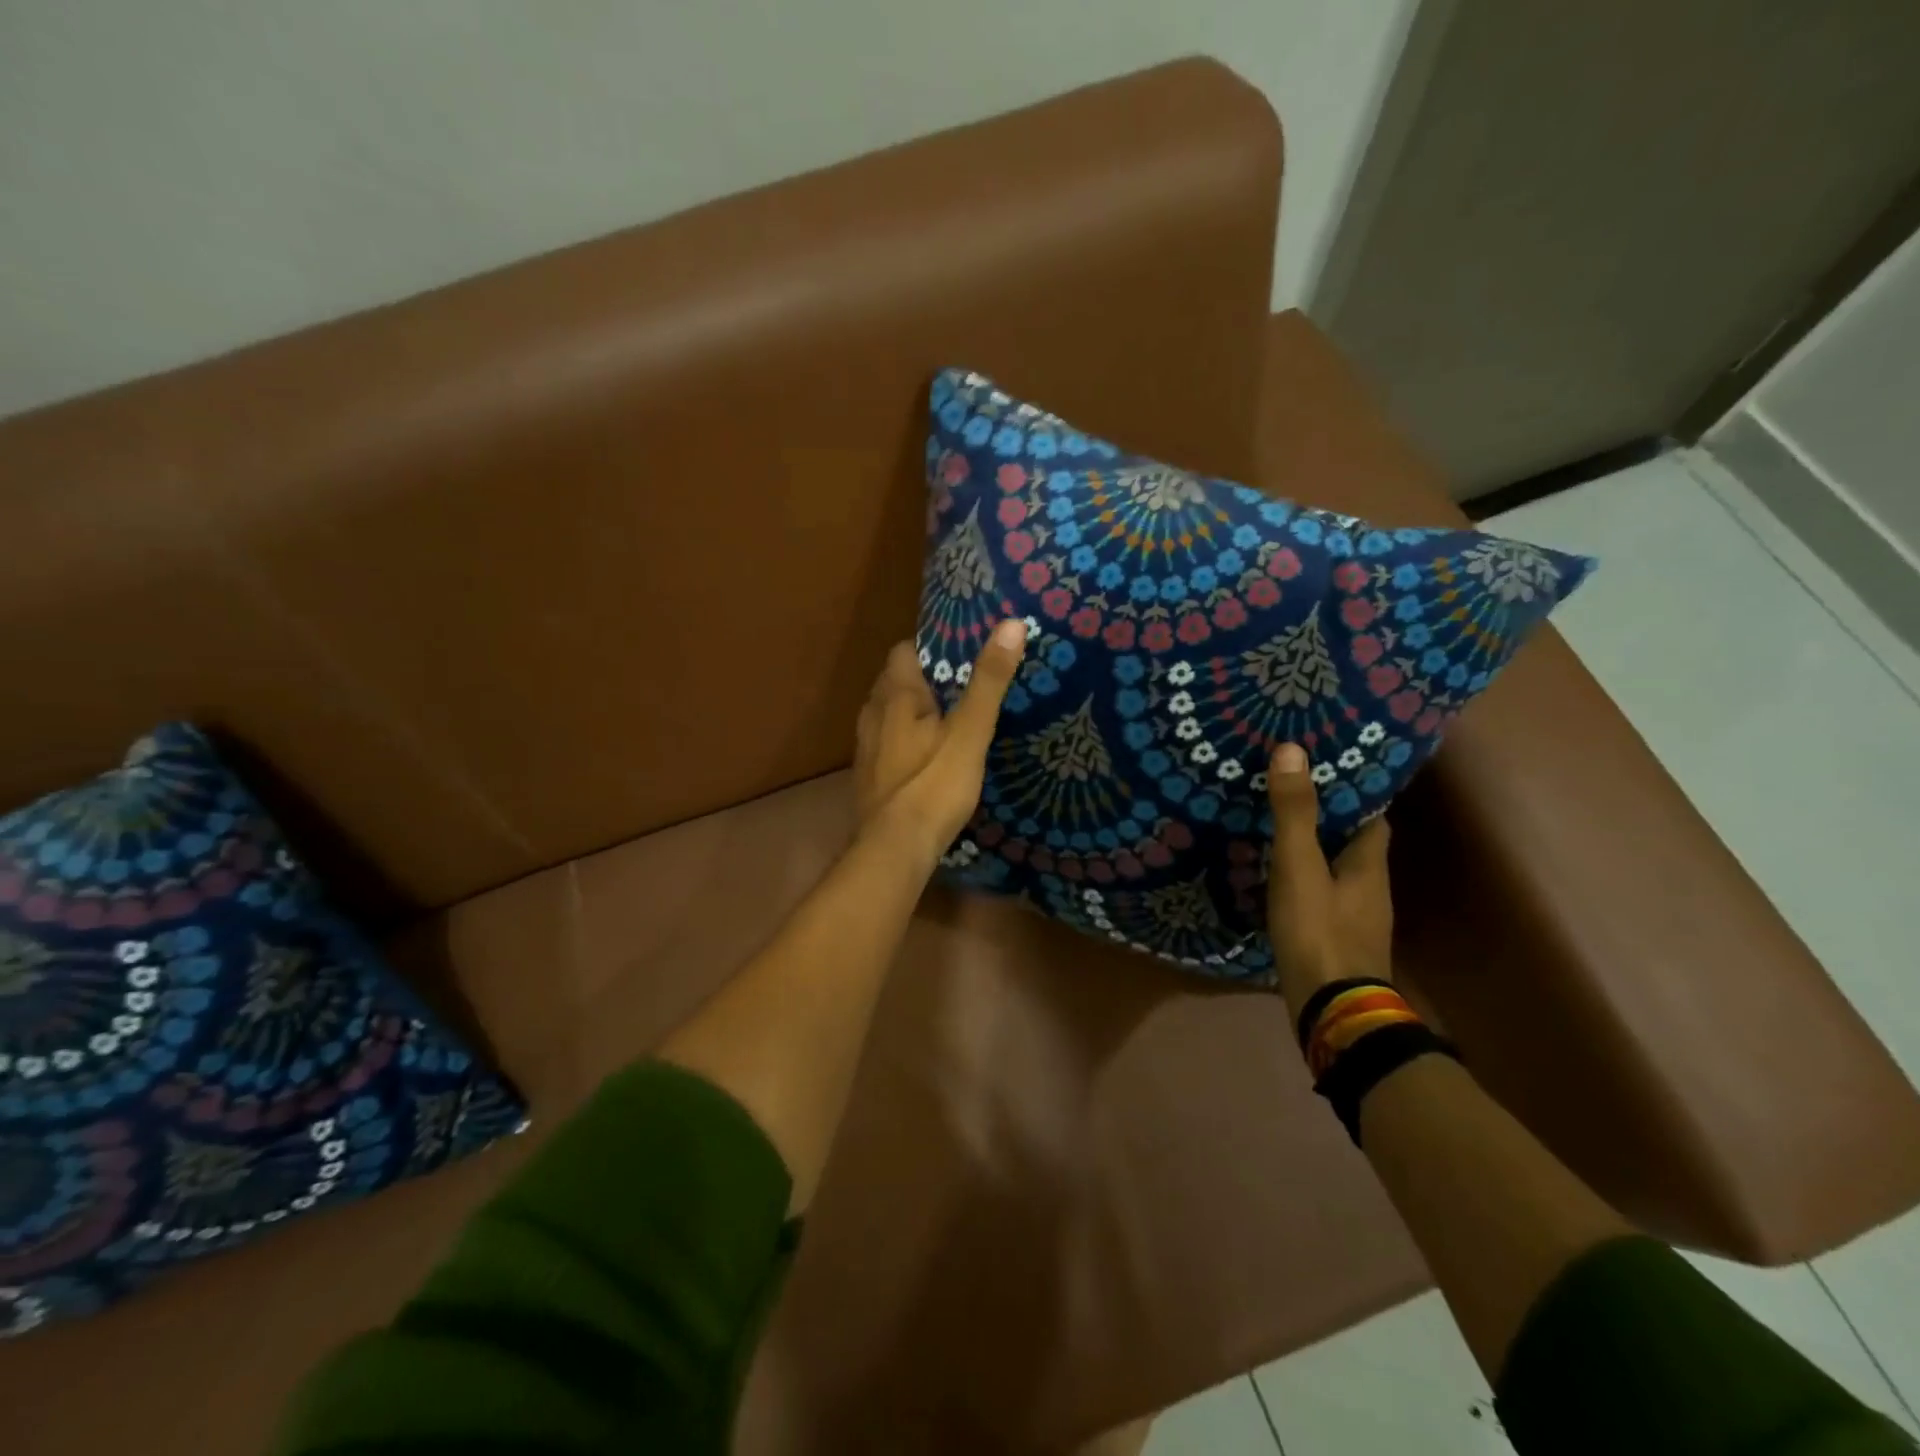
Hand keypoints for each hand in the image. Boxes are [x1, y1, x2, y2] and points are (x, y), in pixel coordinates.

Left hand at [853, 620, 1027, 866]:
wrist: (895, 849)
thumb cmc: (934, 785)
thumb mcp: (970, 731)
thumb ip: (989, 681)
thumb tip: (1012, 623)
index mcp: (896, 697)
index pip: (903, 652)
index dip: (928, 648)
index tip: (958, 652)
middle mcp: (873, 716)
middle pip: (892, 683)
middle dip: (920, 680)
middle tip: (958, 685)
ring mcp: (866, 750)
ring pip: (885, 716)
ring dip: (908, 712)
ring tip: (943, 718)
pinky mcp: (868, 779)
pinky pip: (884, 745)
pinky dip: (901, 742)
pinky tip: (923, 758)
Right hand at [1265, 743, 1394, 1017]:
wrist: (1332, 1012)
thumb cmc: (1319, 932)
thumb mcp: (1299, 867)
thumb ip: (1295, 813)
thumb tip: (1292, 750)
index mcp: (1370, 864)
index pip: (1373, 816)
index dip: (1354, 791)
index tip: (1325, 768)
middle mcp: (1371, 888)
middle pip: (1355, 842)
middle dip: (1329, 818)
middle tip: (1291, 791)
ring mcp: (1357, 919)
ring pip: (1338, 870)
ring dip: (1315, 850)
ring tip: (1276, 828)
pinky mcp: (1337, 941)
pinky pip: (1323, 896)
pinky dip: (1305, 880)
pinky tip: (1277, 879)